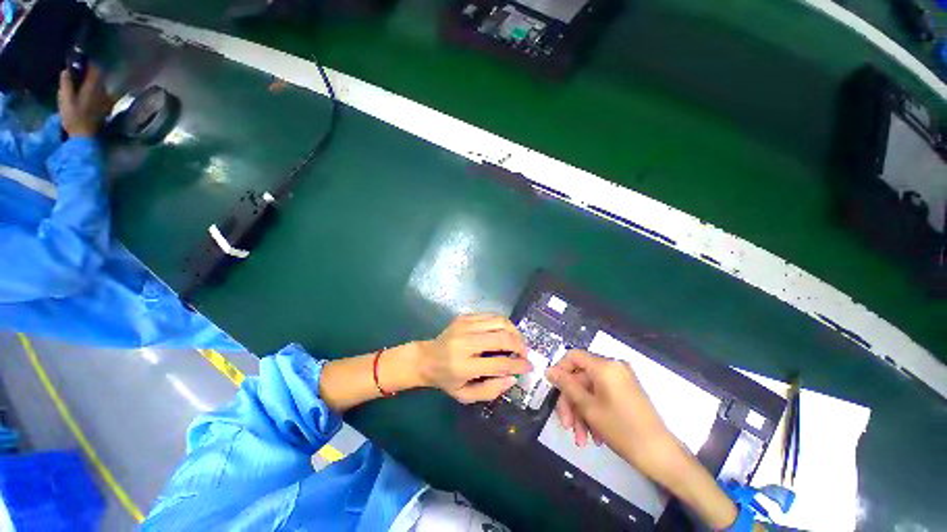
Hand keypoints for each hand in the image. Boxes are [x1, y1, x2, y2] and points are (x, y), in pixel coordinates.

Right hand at [58, 65, 112, 137]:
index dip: (89, 64)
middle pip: (99, 76)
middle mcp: (103, 91)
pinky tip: (90, 92)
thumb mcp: (65, 99)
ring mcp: (106, 100)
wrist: (84, 135)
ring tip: (83, 81)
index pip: (95, 70)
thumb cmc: (73, 117)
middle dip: (91, 71)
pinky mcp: (107, 107)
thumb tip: (65, 70)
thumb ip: (66, 84)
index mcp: (93, 87)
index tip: (81, 61)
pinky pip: (104, 94)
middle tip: (80, 70)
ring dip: (94, 80)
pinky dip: (97, 89)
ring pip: (102, 84)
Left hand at [417, 314, 530, 403]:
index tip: (529, 366)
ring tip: (518, 341)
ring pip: (499, 322)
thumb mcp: (465, 395)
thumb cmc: (446, 379)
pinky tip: (505, 332)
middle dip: (520, 345)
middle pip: (502, 338)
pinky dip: (503, 323)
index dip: (518, 365)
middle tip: (526, 353)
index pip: (499, 364)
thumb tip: (513, 377)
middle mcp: (465, 343)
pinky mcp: (465, 317)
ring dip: (514, 331)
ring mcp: (464, 326)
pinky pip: (491, 315)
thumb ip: (490, 390)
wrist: (426, 358)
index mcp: (464, 366)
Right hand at [548, 350, 739, 528]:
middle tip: (566, 426)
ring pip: (590, 390)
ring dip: (582, 413)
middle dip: (571, 403)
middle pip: (580, 377)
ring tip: (581, 439)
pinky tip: (594, 436)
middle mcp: (613, 367)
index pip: (573, 356)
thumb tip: (549, 370)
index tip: (553, 390)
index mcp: (604, 365)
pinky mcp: (626, 392)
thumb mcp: (589, 408)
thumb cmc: (623, 430)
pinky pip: (602, 396)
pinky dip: (594, 413)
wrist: (662, 456)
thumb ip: (566, 385)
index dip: (560, 370)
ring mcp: (621, 379)